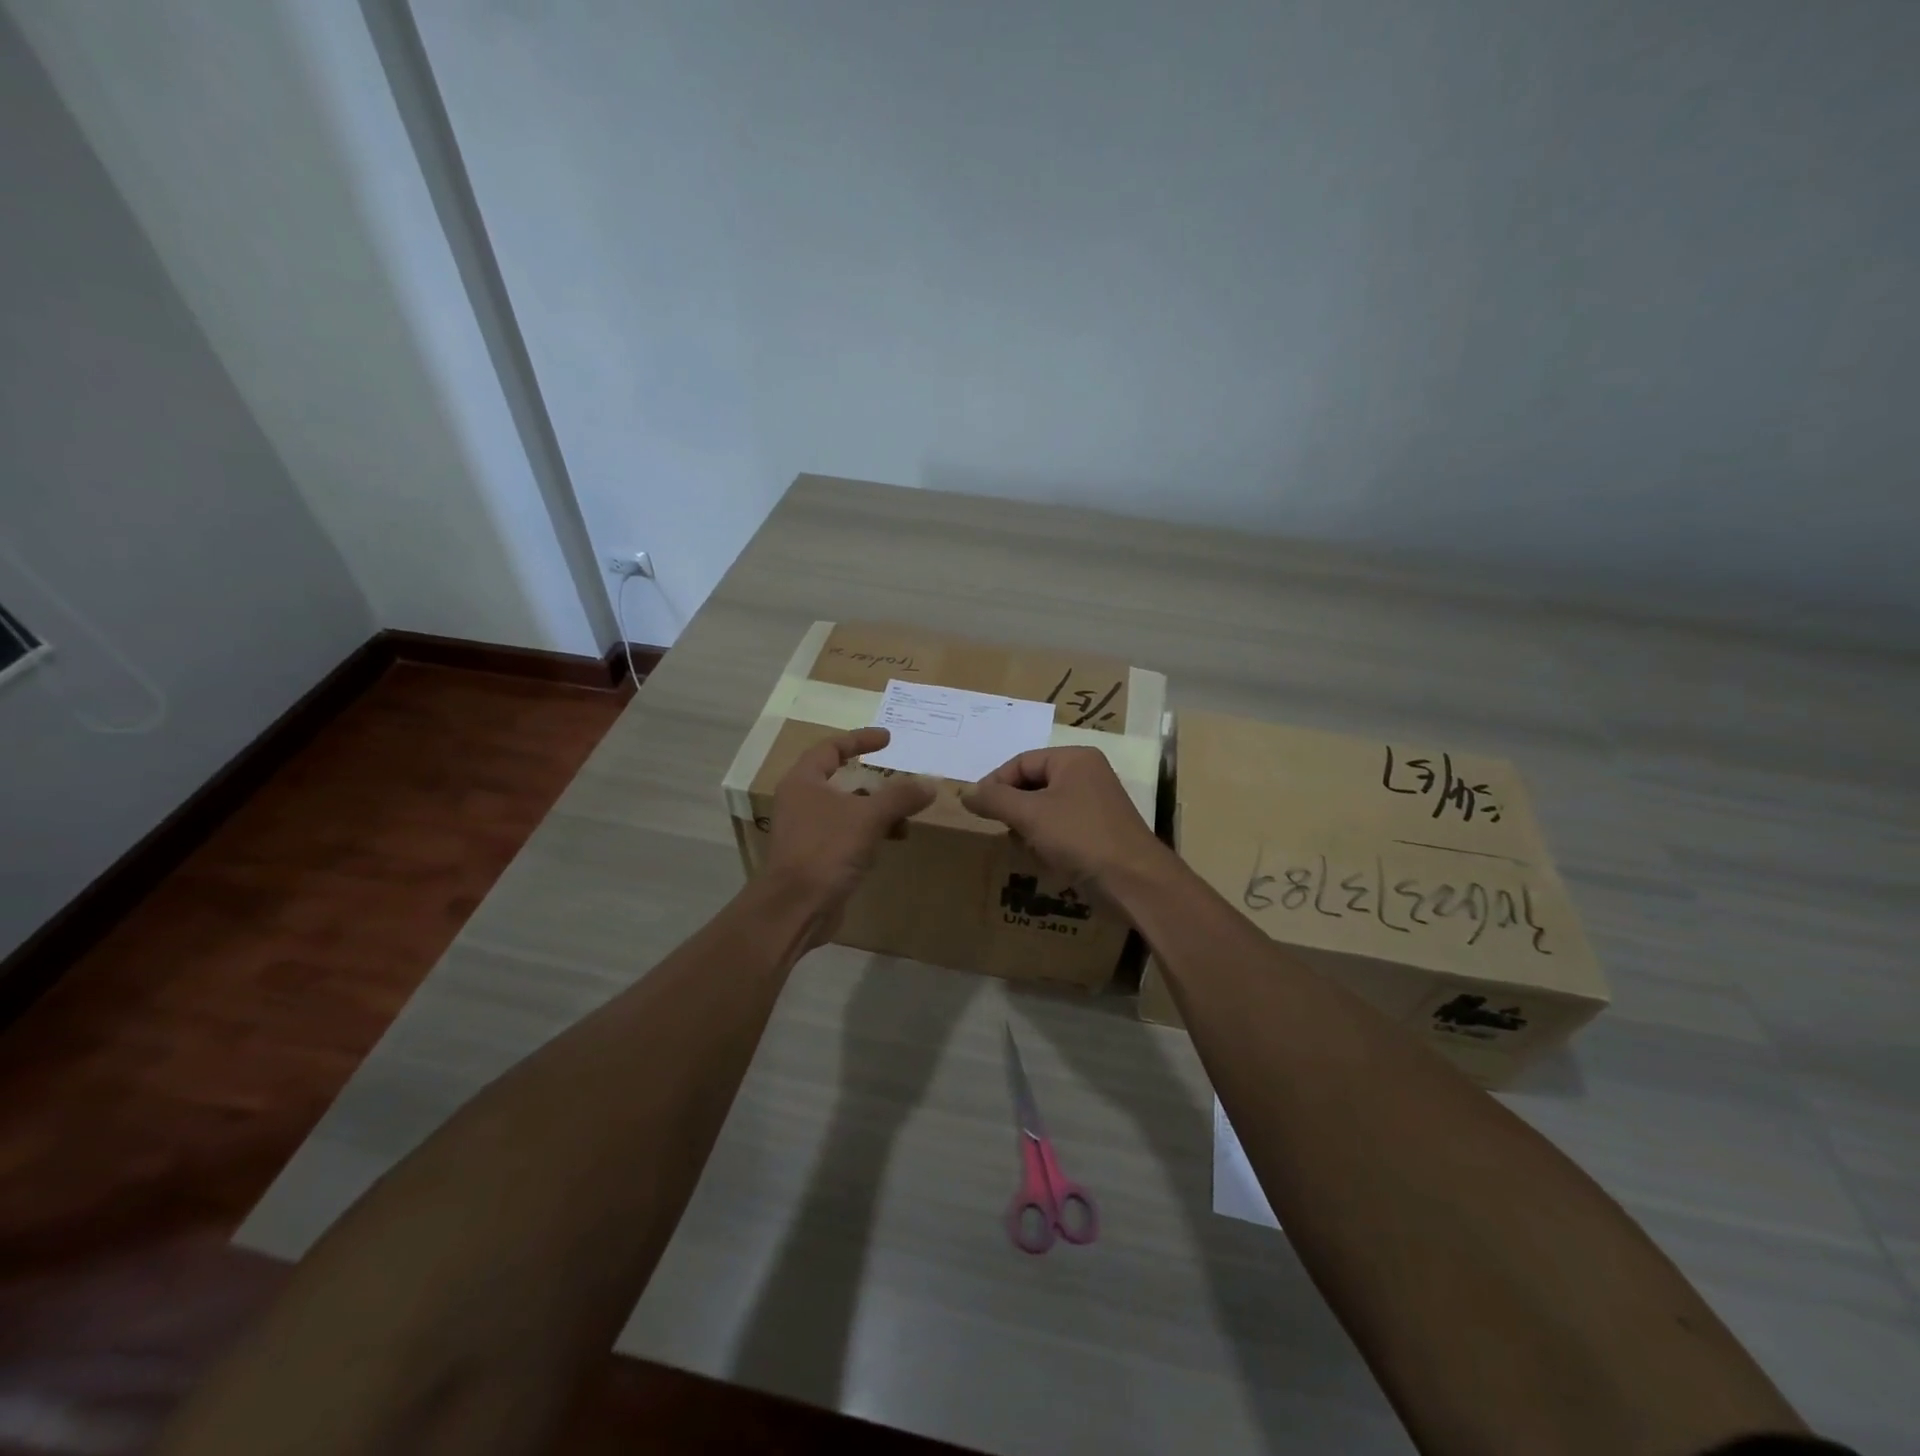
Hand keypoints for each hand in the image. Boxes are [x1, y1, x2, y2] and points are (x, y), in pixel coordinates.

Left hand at [763, 728, 934, 933]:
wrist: (795, 909)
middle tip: (902, 781)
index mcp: (804, 781)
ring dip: (877, 811)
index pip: (831, 747)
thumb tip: (930, 783)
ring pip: (849, 810)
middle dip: (875, 782)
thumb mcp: (868, 817)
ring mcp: (807, 830)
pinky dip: (870, 833)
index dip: (860, 739)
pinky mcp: (817, 856)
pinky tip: (891, 842)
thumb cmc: (825, 850)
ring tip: (905, 820)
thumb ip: (900, 796)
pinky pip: (848, 834)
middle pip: (842, 780)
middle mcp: (802, 801)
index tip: (888, 739)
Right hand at [961, 747, 1168, 888]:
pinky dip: (1046, 840)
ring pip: (1044, 808)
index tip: (976, 809)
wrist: (1133, 882)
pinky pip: (1060, 828)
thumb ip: (995, 799)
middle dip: (1013, 808)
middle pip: (1033, 784)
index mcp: (1074, 759)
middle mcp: (1086, 775)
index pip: (1021, 761)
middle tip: (1000, 829)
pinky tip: (1042, 859)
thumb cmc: (1080, 837)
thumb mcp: (1030, 814)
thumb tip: (965, 792)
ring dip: (1027, 827)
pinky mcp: (1097, 832)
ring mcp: (1094, 804)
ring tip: (1022, 846)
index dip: (995, 783)